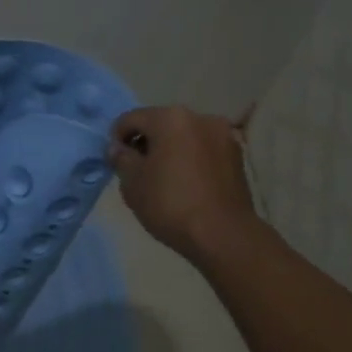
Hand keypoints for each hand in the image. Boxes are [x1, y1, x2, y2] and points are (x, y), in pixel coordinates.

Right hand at [109, 105, 262, 263]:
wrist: (223, 234)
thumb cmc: (170, 204)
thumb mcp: (132, 182)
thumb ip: (121, 158)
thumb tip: (119, 148)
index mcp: (170, 118)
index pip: (132, 119)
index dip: (117, 138)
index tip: (115, 162)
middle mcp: (200, 117)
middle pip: (161, 124)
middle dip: (146, 143)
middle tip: (137, 171)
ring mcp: (223, 136)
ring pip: (185, 137)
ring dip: (170, 151)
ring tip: (163, 179)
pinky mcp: (237, 156)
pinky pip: (203, 151)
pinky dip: (190, 160)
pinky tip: (185, 184)